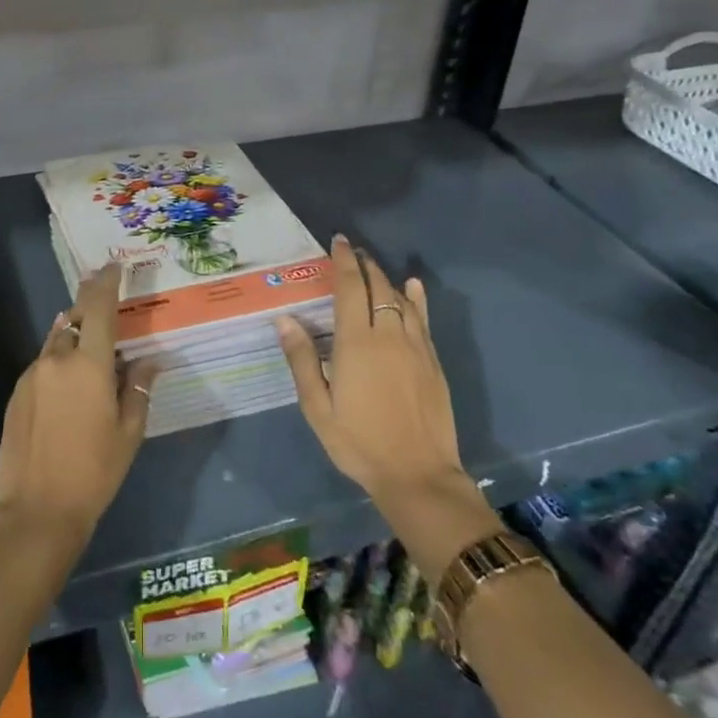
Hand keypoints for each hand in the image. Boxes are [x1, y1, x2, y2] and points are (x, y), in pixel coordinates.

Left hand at [0, 263, 159, 545]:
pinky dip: (59, 362)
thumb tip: (149, 360)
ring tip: (92, 352)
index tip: (113, 266)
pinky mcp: (17, 392)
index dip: (106, 282)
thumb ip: (138, 388)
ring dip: (74, 336)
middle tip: (107, 306)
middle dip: (90, 307)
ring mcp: (32, 374)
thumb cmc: (94, 472)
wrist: (36, 511)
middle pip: (74, 318)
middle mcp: (57, 359)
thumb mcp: (128, 432)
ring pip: (56, 341)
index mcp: (89, 364)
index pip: (98, 307)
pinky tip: (69, 386)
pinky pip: (43, 363)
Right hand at [277, 236, 498, 580]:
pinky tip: (414, 287)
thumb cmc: (359, 443)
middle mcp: (388, 335)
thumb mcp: (318, 407)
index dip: (344, 262)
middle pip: (377, 287)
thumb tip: (285, 319)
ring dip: (386, 279)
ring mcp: (415, 347)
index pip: (350, 288)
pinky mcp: (433, 362)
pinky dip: (417, 299)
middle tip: (353, 251)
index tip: (338, 241)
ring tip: (373, 267)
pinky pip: (423, 320)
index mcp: (356, 343)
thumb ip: (302, 360)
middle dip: (364, 264)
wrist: (418, 475)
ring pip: (401, 299)